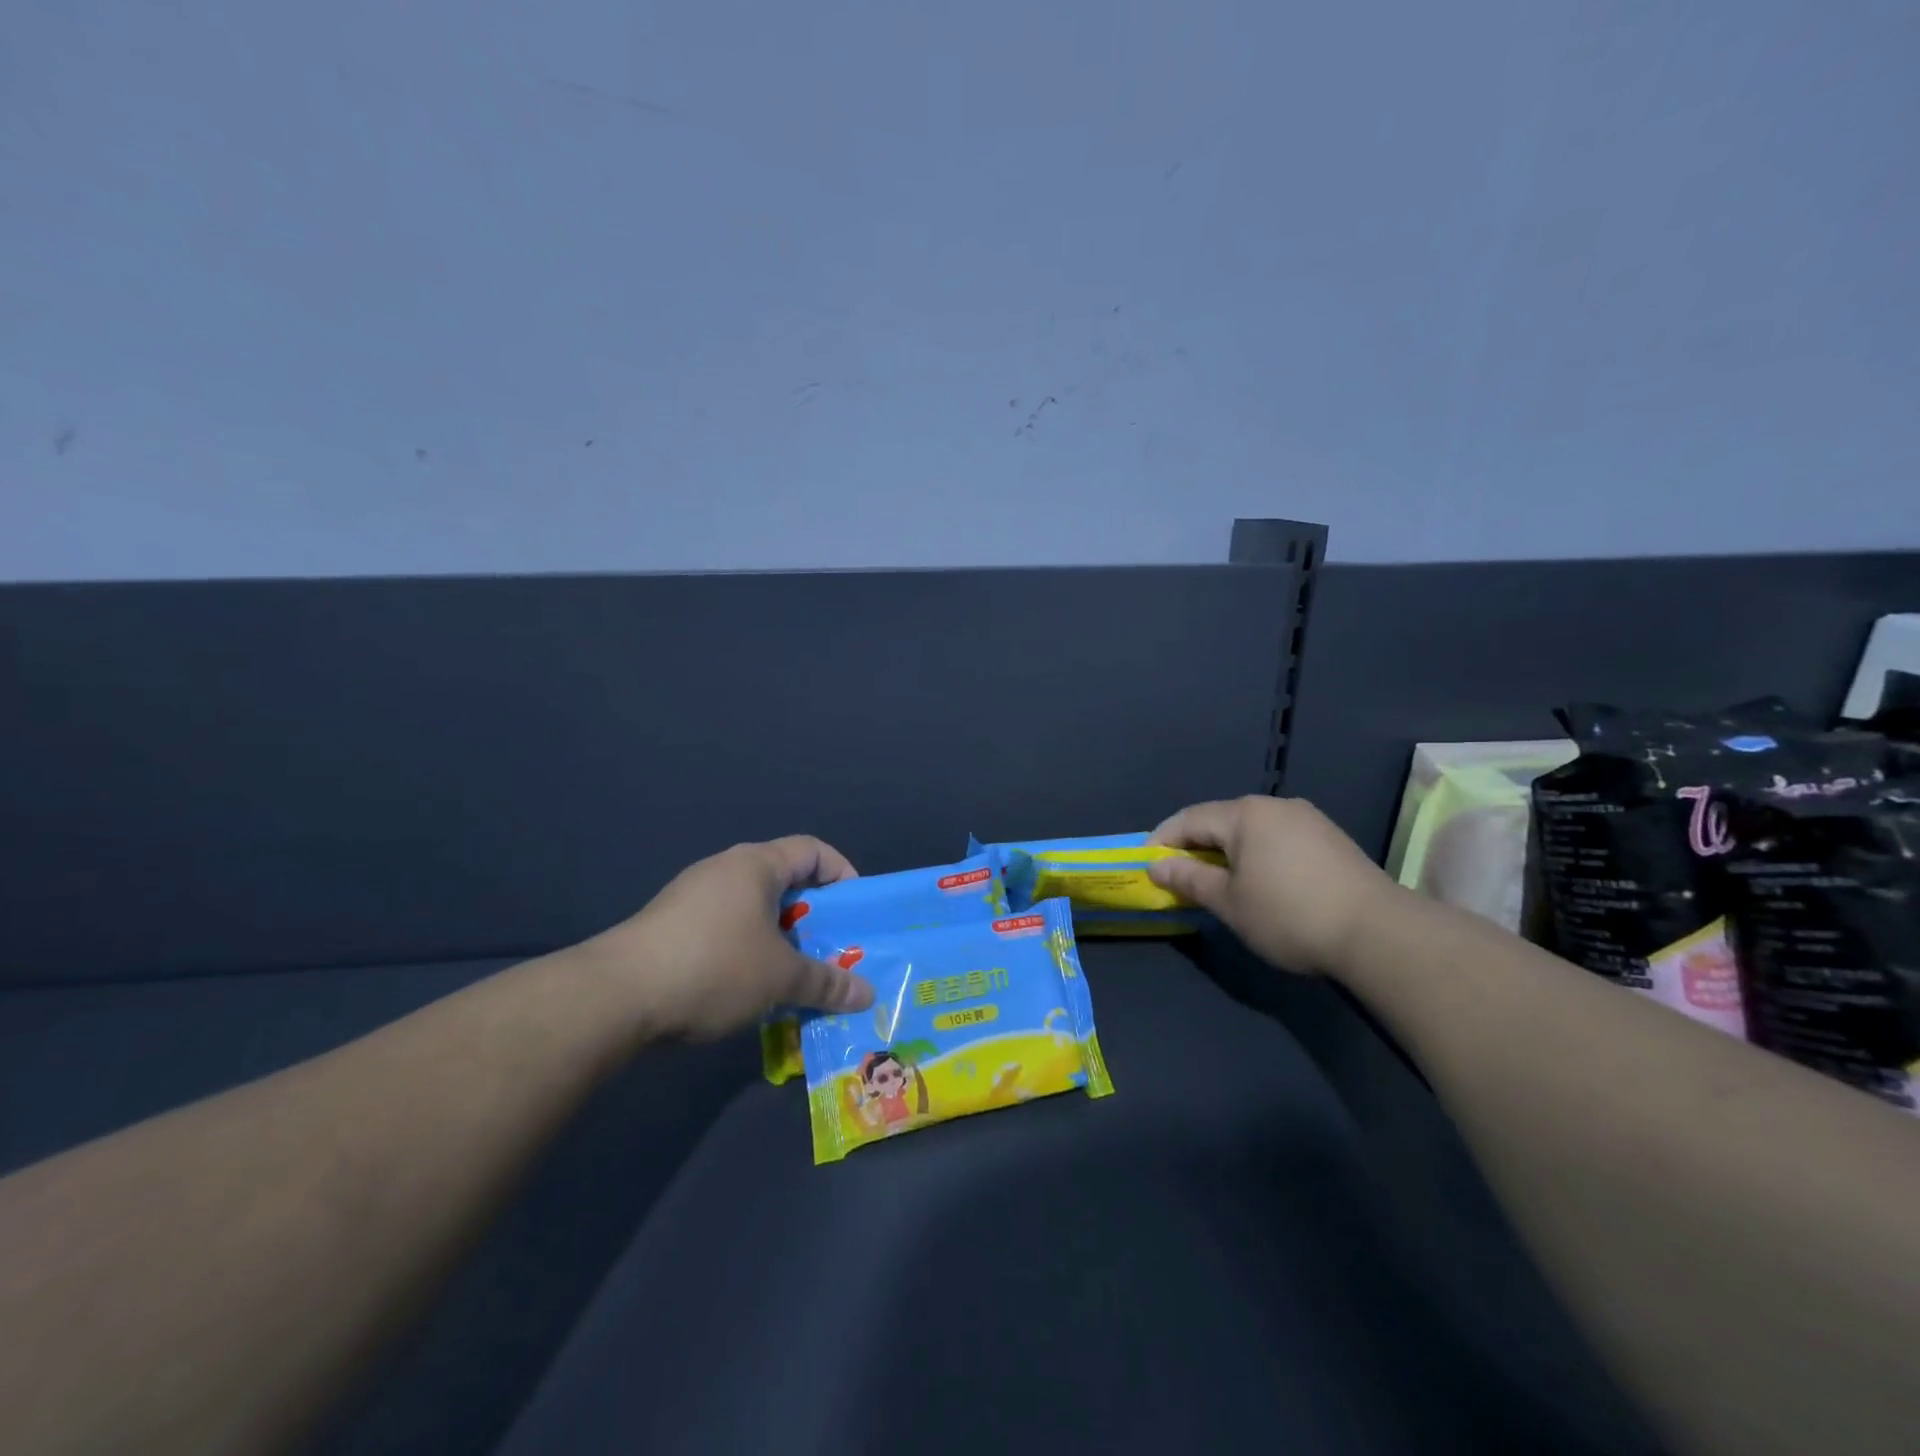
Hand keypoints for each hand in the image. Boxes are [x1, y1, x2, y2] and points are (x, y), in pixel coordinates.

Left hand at [576, 837, 877, 1041]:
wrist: (615, 996)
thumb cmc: (713, 967)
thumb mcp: (780, 978)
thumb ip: (827, 983)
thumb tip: (868, 995)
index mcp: (756, 865)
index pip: (813, 850)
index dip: (842, 875)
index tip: (855, 913)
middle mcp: (725, 870)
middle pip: (784, 881)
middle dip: (814, 917)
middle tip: (831, 951)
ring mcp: (693, 897)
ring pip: (754, 909)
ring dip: (780, 938)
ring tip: (794, 976)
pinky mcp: (670, 926)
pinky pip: (725, 928)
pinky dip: (748, 951)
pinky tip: (749, 988)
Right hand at [1148, 796, 1397, 976]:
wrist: (1378, 933)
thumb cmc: (1289, 914)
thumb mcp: (1229, 902)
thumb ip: (1189, 878)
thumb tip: (1156, 864)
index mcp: (1245, 814)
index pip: (1189, 819)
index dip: (1163, 840)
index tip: (1146, 864)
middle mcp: (1275, 806)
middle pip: (1220, 820)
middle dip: (1194, 846)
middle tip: (1177, 876)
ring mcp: (1307, 819)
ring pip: (1251, 830)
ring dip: (1226, 852)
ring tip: (1216, 882)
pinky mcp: (1330, 838)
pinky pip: (1277, 839)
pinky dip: (1257, 855)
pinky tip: (1259, 882)